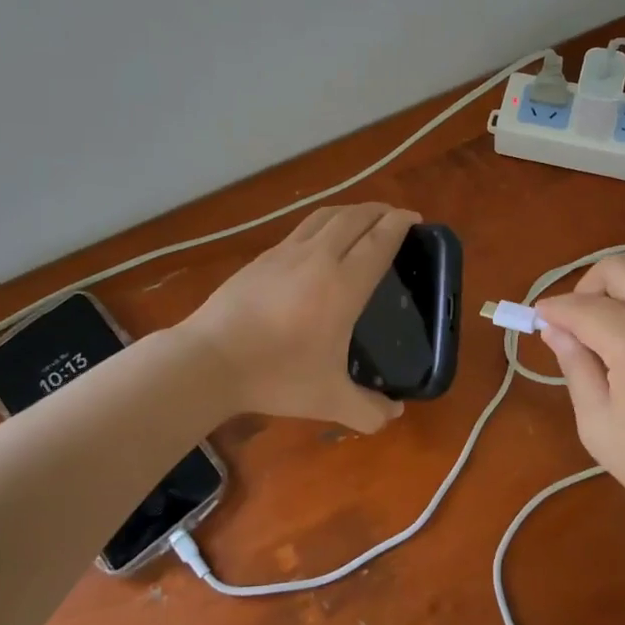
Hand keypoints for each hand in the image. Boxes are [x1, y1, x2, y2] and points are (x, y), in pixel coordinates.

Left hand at [181, 203, 418, 432]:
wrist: (209, 360)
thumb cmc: (276, 375)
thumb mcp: (328, 400)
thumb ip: (368, 410)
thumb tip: (395, 414)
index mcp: (343, 286)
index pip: (379, 240)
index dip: (400, 223)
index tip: (415, 218)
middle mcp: (318, 258)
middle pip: (355, 217)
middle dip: (380, 210)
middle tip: (396, 216)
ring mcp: (286, 253)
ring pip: (326, 216)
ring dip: (351, 210)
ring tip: (363, 219)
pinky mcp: (262, 258)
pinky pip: (302, 229)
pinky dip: (323, 224)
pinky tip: (320, 241)